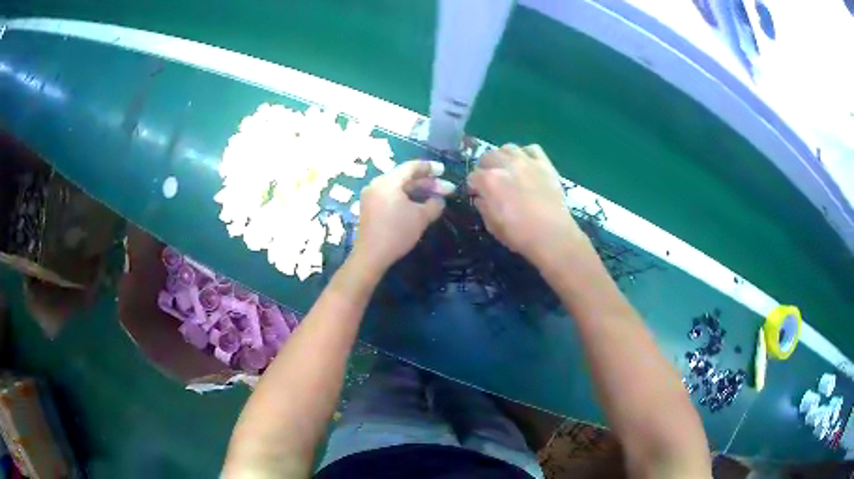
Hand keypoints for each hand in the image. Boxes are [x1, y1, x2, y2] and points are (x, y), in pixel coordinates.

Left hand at [352, 160, 454, 271]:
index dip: (430, 168)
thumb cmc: (397, 233)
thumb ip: (434, 204)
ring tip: (436, 197)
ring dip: (418, 191)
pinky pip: (391, 196)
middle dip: (427, 183)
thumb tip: (439, 199)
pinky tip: (419, 205)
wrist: (371, 256)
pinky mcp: (370, 207)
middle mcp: (377, 184)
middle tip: (447, 189)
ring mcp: (372, 196)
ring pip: (399, 188)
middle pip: (405, 178)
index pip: (411, 167)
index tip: (444, 170)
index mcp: (388, 182)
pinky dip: (406, 198)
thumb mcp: (421, 218)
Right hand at [468, 144, 588, 267]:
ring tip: (507, 168)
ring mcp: (526, 161)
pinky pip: (531, 149)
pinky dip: (525, 154)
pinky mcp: (544, 163)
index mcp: (489, 180)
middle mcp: (505, 165)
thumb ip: (483, 207)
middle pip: (488, 156)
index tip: (475, 193)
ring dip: (503, 157)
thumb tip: (480, 197)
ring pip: (508, 148)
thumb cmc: (519, 235)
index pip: (473, 176)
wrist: (553, 235)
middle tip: (490, 180)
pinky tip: (526, 164)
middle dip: (485, 167)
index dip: (472, 185)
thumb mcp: (492, 226)